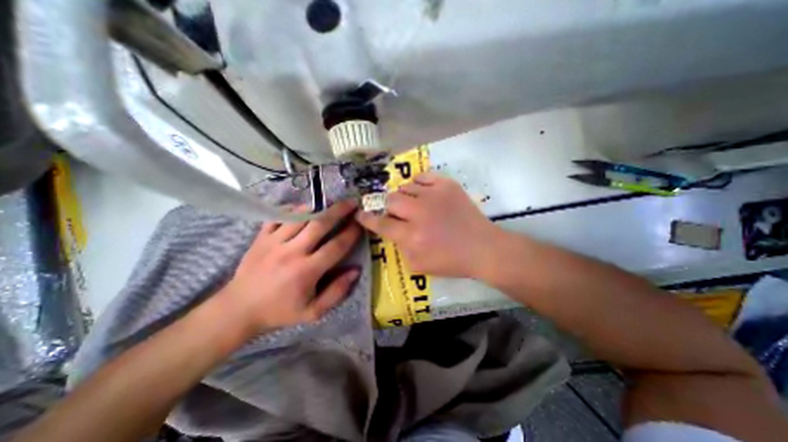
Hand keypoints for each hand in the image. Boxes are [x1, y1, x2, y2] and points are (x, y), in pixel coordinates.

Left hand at [218, 200, 358, 333]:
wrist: (238, 310)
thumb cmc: (280, 311)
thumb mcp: (313, 312)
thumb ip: (337, 292)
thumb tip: (355, 271)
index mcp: (307, 271)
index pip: (336, 246)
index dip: (351, 233)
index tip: (361, 223)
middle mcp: (292, 251)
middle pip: (320, 224)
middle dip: (339, 211)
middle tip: (351, 202)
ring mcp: (274, 242)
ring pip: (300, 216)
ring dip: (318, 207)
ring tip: (330, 202)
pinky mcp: (261, 237)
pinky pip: (278, 216)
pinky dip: (292, 209)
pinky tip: (303, 208)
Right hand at [355, 171, 497, 277]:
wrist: (482, 247)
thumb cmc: (451, 261)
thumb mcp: (418, 265)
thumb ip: (399, 248)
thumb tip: (391, 230)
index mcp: (411, 236)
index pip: (381, 223)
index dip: (367, 218)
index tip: (360, 213)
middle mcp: (419, 212)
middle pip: (391, 200)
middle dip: (389, 207)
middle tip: (398, 213)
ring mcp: (434, 195)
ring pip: (405, 187)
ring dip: (404, 196)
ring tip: (413, 204)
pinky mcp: (447, 185)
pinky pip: (423, 176)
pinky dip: (418, 183)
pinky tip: (422, 192)